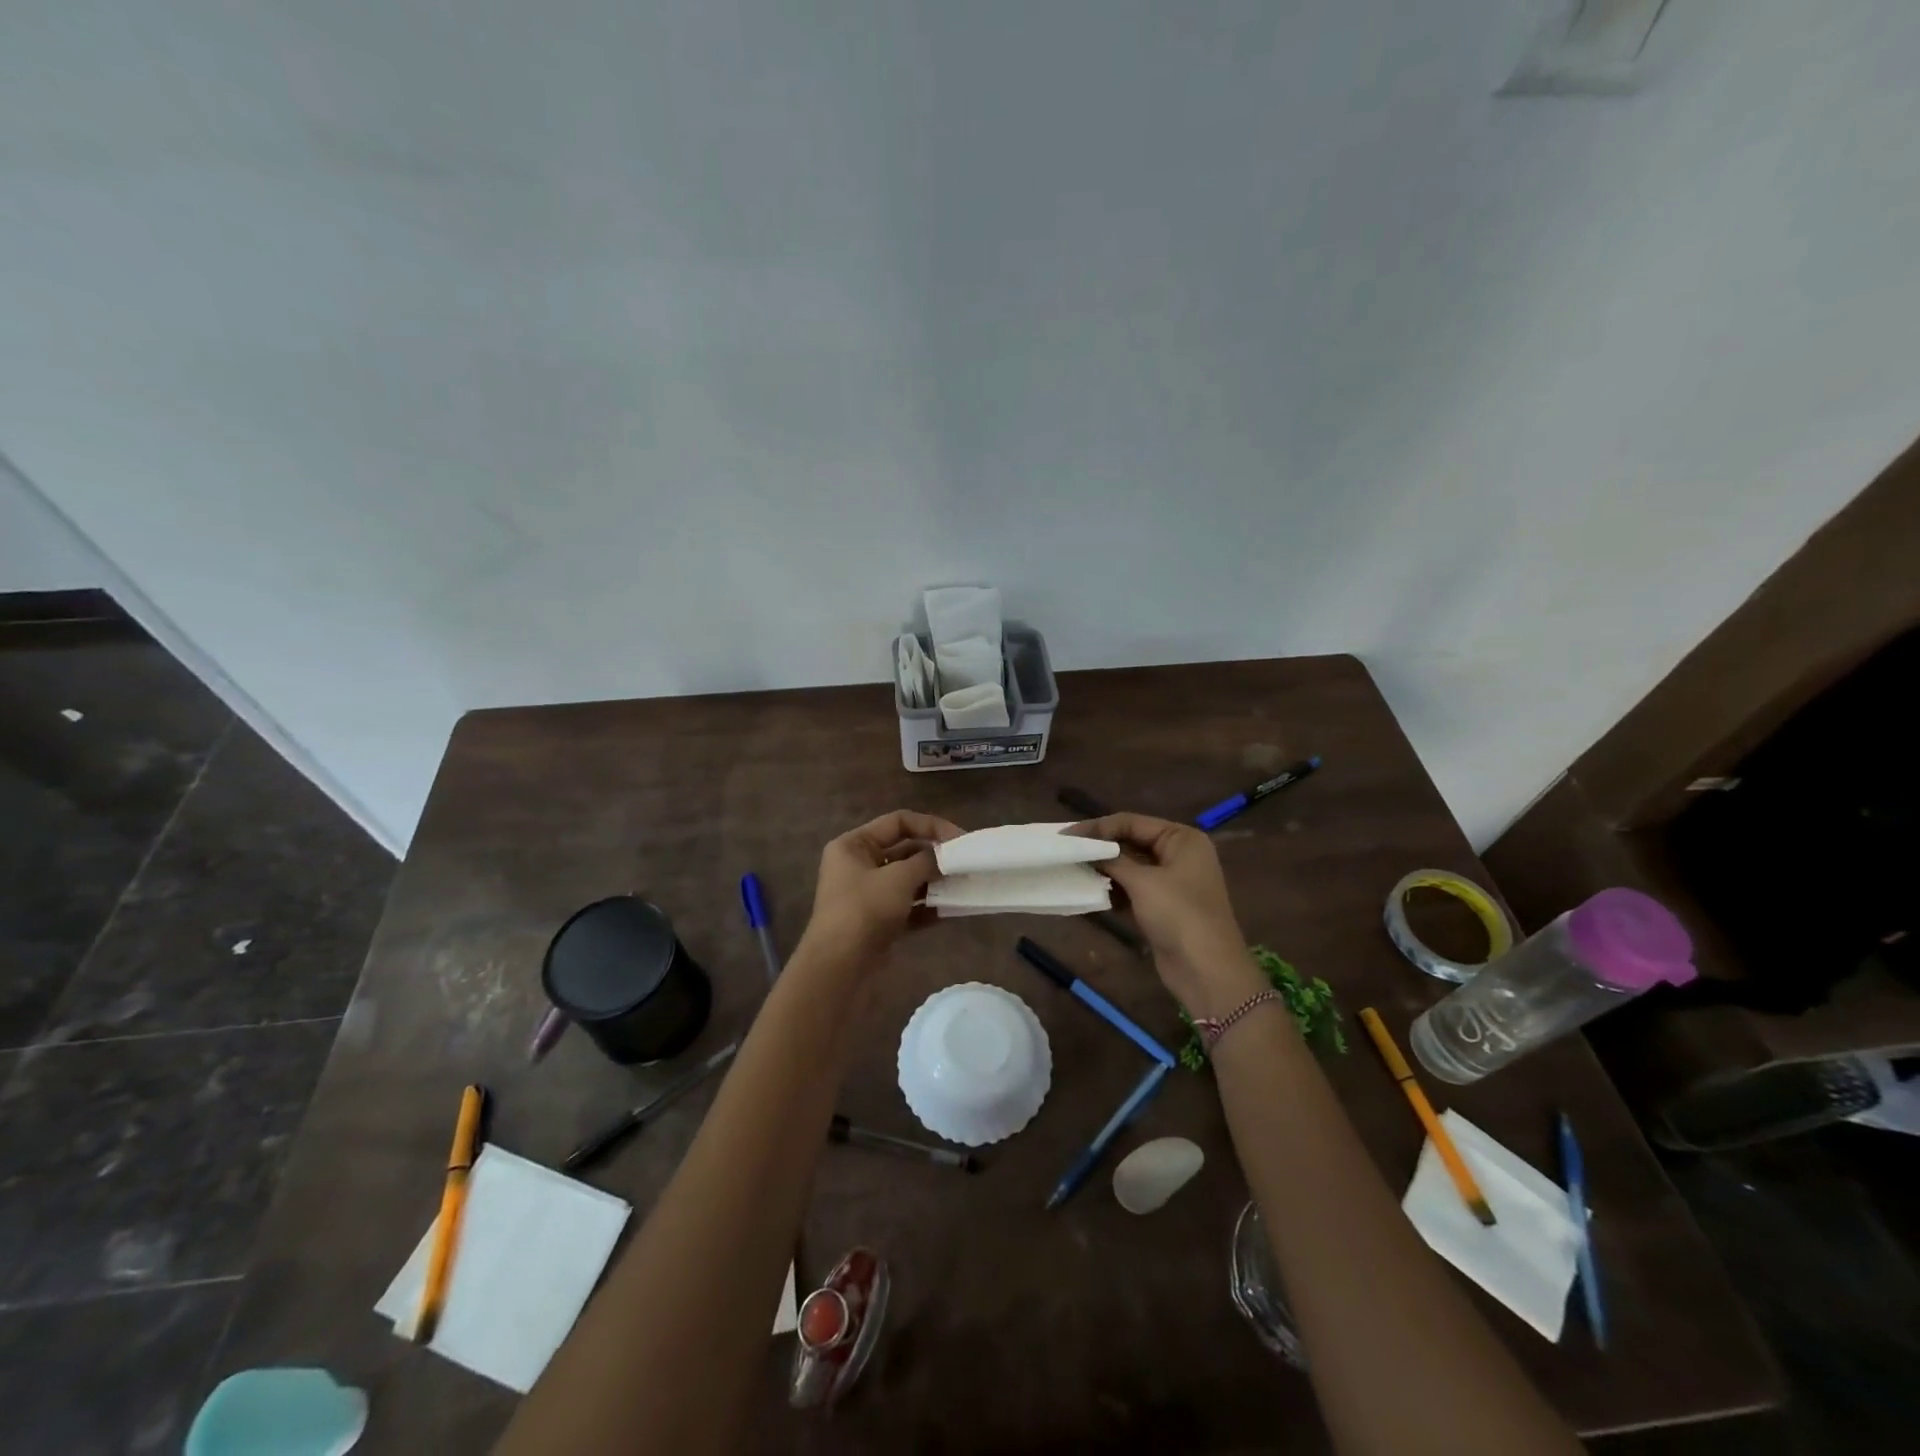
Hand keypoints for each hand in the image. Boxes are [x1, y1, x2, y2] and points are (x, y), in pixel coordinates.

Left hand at [799, 810, 964, 968]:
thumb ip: (927, 861)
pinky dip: (928, 906)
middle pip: (904, 851)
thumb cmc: (864, 910)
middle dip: (936, 857)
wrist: (839, 968)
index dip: (931, 827)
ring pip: (908, 880)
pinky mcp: (878, 921)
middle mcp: (858, 865)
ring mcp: (868, 895)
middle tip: (966, 864)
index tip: (961, 840)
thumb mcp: (899, 879)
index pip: (898, 822)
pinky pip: (908, 906)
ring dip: (935, 882)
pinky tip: (953, 909)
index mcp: (854, 845)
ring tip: (964, 885)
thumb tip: (946, 856)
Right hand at [1069, 814, 1264, 1016]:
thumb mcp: (1142, 882)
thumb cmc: (1179, 915)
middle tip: (1066, 850)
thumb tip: (1086, 849)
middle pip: (1131, 842)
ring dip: (1104, 870)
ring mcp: (1171, 882)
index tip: (1066, 835)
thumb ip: (1112, 860)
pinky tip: (1090, 892)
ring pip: (1130, 867)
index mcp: (1181, 839)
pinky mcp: (1162, 907)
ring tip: (1073, 870)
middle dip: (1100, 848)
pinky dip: (1113, 890)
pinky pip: (1132, 890)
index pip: (1132, 822)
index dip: (1098, 827)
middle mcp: (1178, 855)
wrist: (1207, 971)